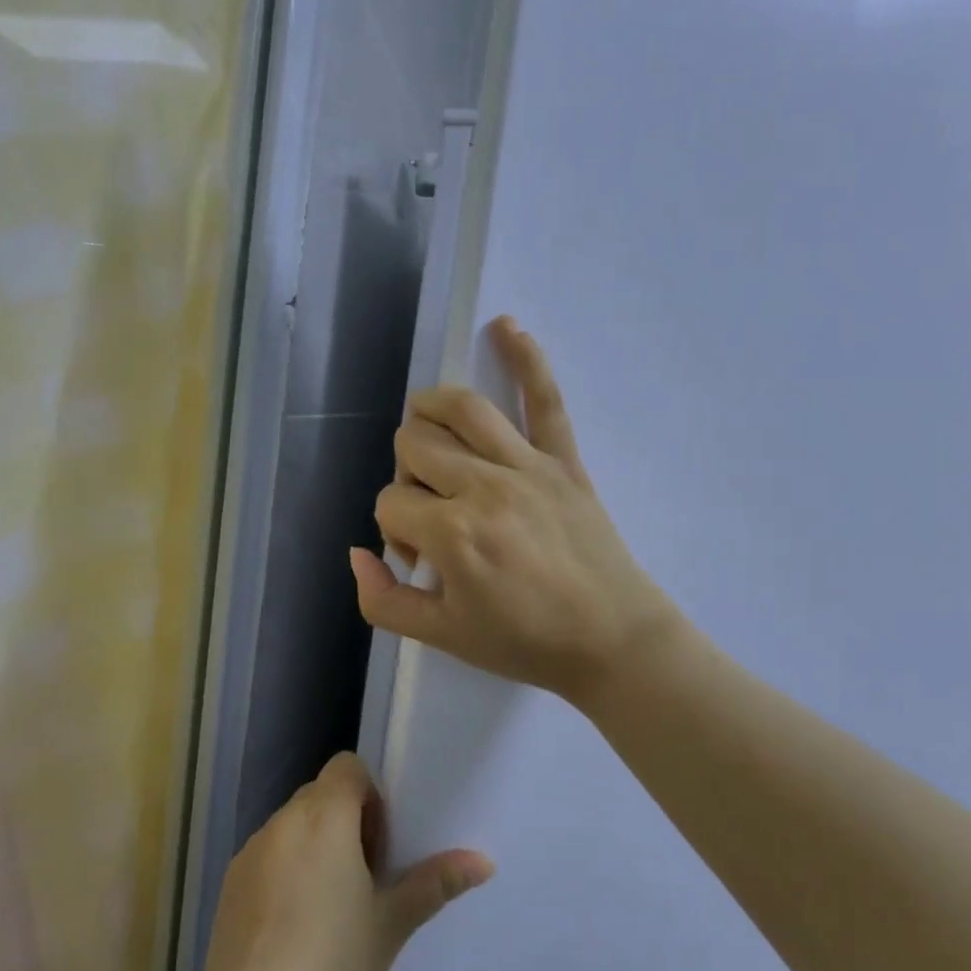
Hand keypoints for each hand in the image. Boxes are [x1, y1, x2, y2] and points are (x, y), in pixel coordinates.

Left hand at [195, 752, 493, 970]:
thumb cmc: (331, 967)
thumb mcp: (391, 924)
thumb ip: (434, 883)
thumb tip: (484, 862)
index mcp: (324, 818)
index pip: (347, 767)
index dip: (370, 795)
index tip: (380, 845)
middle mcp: (283, 822)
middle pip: (321, 794)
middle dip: (346, 821)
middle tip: (364, 877)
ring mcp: (251, 852)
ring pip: (293, 826)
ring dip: (315, 845)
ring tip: (330, 906)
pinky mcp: (230, 882)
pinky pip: (268, 854)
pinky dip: (286, 869)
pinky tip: (293, 926)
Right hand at [351, 316, 676, 704]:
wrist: (613, 640)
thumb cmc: (526, 642)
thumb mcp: (441, 638)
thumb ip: (382, 601)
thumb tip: (358, 553)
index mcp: (452, 533)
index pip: (390, 501)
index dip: (394, 529)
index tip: (420, 558)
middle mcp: (483, 486)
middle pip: (415, 446)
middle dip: (408, 476)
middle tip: (433, 513)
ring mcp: (527, 466)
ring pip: (462, 409)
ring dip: (431, 410)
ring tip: (428, 427)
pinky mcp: (564, 460)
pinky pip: (545, 399)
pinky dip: (526, 358)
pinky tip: (505, 328)